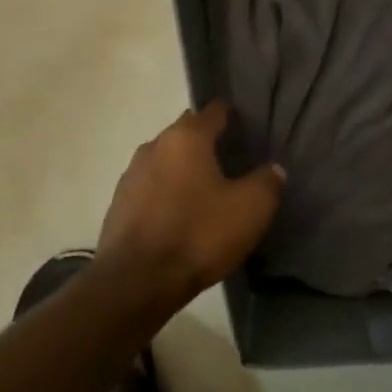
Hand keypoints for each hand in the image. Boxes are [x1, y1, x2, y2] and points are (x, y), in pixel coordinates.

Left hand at [95, 101, 284, 305]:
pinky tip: (179, 213)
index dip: (232, 116)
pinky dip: (166, 192)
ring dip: (184, 168)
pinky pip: (150, 186)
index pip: (214, 110)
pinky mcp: (119, 203)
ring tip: (206, 190)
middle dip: (207, 142)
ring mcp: (131, 174)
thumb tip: (273, 169)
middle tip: (232, 162)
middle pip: (186, 132)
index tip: (248, 129)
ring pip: (166, 159)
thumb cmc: (198, 235)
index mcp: (186, 137)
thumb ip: (267, 182)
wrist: (136, 281)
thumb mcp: (250, 209)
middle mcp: (154, 145)